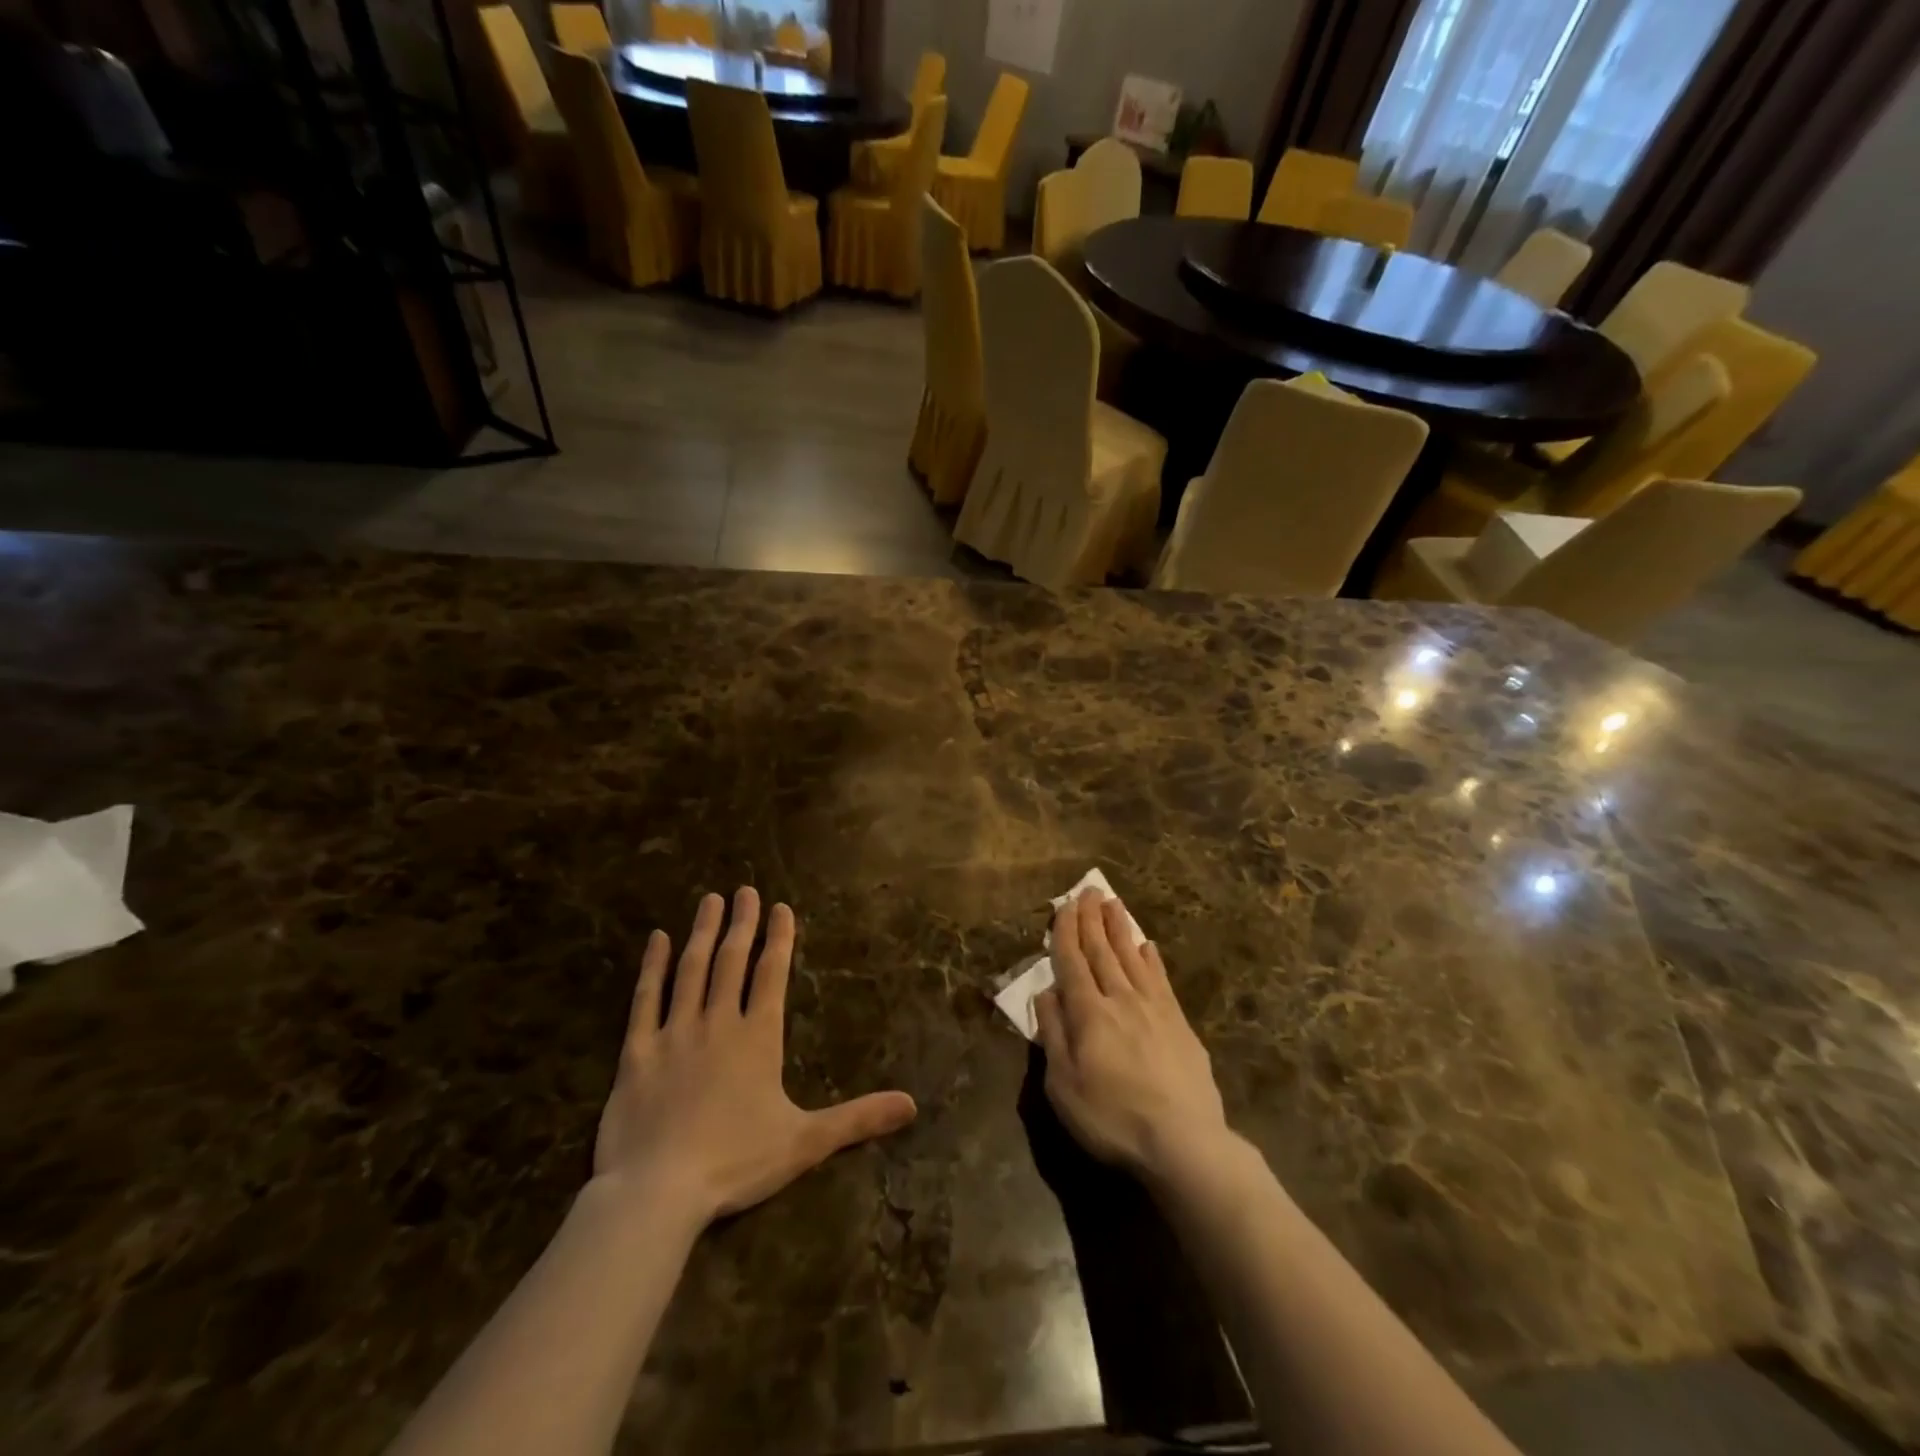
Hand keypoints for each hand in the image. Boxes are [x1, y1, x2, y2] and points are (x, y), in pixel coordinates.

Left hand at [593, 887, 916, 1221]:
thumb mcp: (805, 1142)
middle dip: (742, 923)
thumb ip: (858, 1119)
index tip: (780, 906)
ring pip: (691, 970)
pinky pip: (645, 1000)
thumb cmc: (736, 1162)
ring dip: (703, 933)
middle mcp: (718, 1023)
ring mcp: (674, 1034)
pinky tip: (656, 939)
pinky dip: (652, 967)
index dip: (779, 938)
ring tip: (710, 900)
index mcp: (758, 1038)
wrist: (657, 1191)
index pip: (772, 974)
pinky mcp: (637, 1052)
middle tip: (744, 889)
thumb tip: (912, 1105)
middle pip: (732, 961)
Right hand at [1034, 891, 1229, 1182]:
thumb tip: (1046, 992)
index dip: (1065, 931)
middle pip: (1102, 950)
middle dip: (1091, 918)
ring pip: (1131, 956)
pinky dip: (1151, 958)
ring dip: (1119, 928)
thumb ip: (1053, 1035)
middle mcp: (1120, 999)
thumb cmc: (1112, 1119)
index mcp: (1088, 1013)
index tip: (1063, 905)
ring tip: (1112, 903)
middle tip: (1087, 890)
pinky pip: (1161, 979)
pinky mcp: (1179, 1023)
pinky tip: (1147, 945)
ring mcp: (1154, 1008)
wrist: (1183, 1143)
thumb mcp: (1063, 1086)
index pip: (1072, 961)